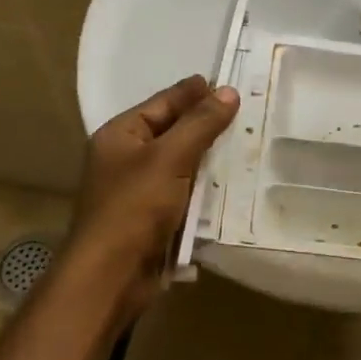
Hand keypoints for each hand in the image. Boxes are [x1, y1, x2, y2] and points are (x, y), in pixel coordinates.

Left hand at [67, 75, 239, 311]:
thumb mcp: (170, 158)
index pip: (163, 103)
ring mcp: (139, 190)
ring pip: (181, 164)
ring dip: (209, 158)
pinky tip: (233, 184)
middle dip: (206, 124)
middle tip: (247, 112)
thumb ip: (200, 124)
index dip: (194, 92)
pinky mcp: (153, 218)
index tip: (229, 84)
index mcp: (120, 135)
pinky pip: (184, 193)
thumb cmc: (134, 208)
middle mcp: (126, 158)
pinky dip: (205, 188)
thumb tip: (228, 91)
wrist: (111, 275)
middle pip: (172, 132)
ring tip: (248, 145)